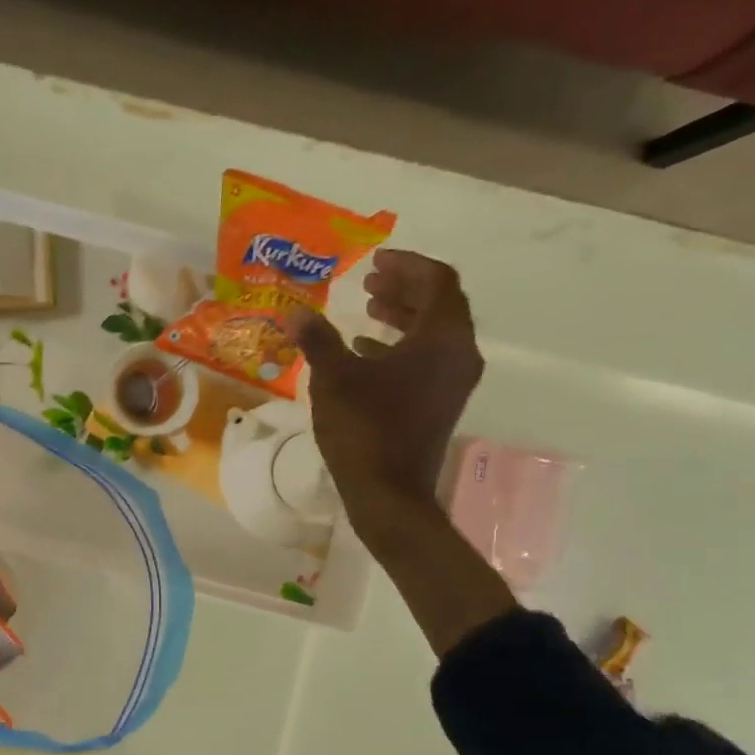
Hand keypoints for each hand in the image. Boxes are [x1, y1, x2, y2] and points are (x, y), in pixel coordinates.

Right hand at [296, 249, 483, 535]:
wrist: (389, 493)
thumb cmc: (365, 429)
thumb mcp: (334, 379)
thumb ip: (318, 340)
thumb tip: (295, 313)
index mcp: (442, 339)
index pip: (436, 281)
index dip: (406, 265)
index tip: (373, 261)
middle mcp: (458, 353)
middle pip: (440, 304)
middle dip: (404, 287)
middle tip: (368, 281)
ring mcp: (453, 381)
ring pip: (434, 332)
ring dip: (402, 315)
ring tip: (367, 309)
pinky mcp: (441, 402)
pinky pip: (428, 358)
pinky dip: (401, 345)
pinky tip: (366, 351)